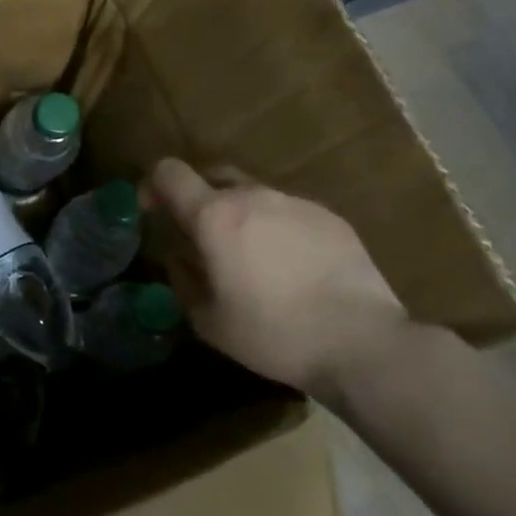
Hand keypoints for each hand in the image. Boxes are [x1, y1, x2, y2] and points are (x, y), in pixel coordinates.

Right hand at [142, 159, 407, 400]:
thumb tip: (178, 258)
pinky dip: (277, 230)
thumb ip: (183, 280)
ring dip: (240, 216)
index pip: (169, 172)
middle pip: (212, 175)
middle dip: (198, 198)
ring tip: (252, 259)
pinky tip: (292, 269)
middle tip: (201, 237)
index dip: (152, 184)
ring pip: (253, 195)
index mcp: (214, 216)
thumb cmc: (274, 334)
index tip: (152, 211)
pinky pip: (289, 213)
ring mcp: (295, 203)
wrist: (363, 343)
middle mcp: (253, 196)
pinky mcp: (330, 218)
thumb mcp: (209, 321)